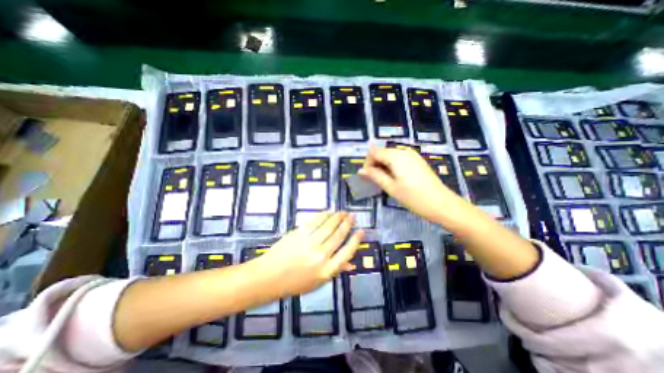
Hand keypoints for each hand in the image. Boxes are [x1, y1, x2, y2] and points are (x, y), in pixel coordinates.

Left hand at [257, 212, 362, 297]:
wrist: (268, 277)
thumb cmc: (294, 283)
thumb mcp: (317, 282)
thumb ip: (335, 270)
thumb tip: (351, 263)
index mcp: (327, 270)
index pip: (347, 252)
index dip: (356, 240)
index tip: (361, 230)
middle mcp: (321, 255)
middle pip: (339, 235)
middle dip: (347, 224)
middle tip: (352, 216)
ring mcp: (309, 243)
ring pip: (328, 226)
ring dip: (337, 217)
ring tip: (343, 212)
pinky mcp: (299, 233)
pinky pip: (315, 221)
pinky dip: (323, 215)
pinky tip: (328, 212)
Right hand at [358, 145, 462, 221]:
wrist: (442, 204)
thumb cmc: (414, 198)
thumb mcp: (391, 188)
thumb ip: (375, 176)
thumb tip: (361, 170)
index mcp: (396, 156)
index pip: (374, 152)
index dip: (368, 163)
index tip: (368, 177)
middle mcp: (404, 151)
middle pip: (382, 152)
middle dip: (375, 164)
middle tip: (376, 181)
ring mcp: (412, 155)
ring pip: (390, 156)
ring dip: (383, 166)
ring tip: (386, 181)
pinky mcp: (417, 160)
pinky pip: (399, 159)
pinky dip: (392, 166)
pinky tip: (396, 178)